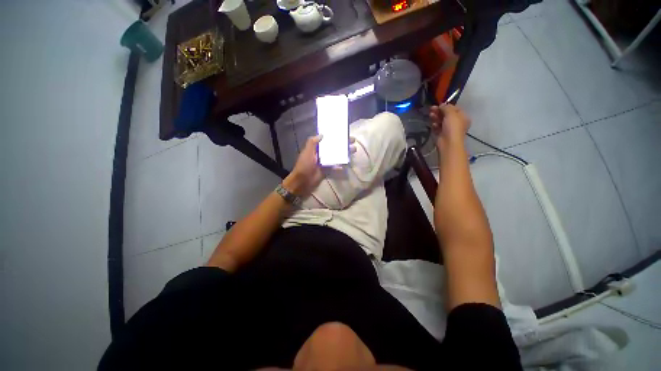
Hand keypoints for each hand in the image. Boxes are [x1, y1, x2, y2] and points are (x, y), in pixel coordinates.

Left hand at [283, 135, 356, 197]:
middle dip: (343, 144)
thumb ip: (312, 143)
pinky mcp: (327, 170)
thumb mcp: (307, 152)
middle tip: (353, 141)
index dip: (335, 136)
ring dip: (344, 153)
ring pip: (336, 156)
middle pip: (334, 147)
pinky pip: (335, 166)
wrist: (302, 181)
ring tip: (353, 150)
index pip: (327, 140)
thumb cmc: (304, 166)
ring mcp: (325, 162)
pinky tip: (347, 163)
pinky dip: (341, 165)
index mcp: (316, 148)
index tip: (344, 133)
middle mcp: (321, 153)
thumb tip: (322, 134)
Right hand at [429, 104, 470, 146]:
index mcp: (462, 116)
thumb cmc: (453, 127)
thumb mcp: (451, 114)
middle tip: (431, 109)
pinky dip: (435, 125)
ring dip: (435, 117)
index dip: (446, 106)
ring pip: (441, 121)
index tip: (438, 105)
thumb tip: (441, 105)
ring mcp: (449, 129)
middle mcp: (456, 122)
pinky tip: (433, 124)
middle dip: (439, 111)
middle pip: (446, 114)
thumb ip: (446, 107)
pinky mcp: (442, 134)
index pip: (454, 108)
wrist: (448, 142)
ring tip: (430, 115)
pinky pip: (437, 127)